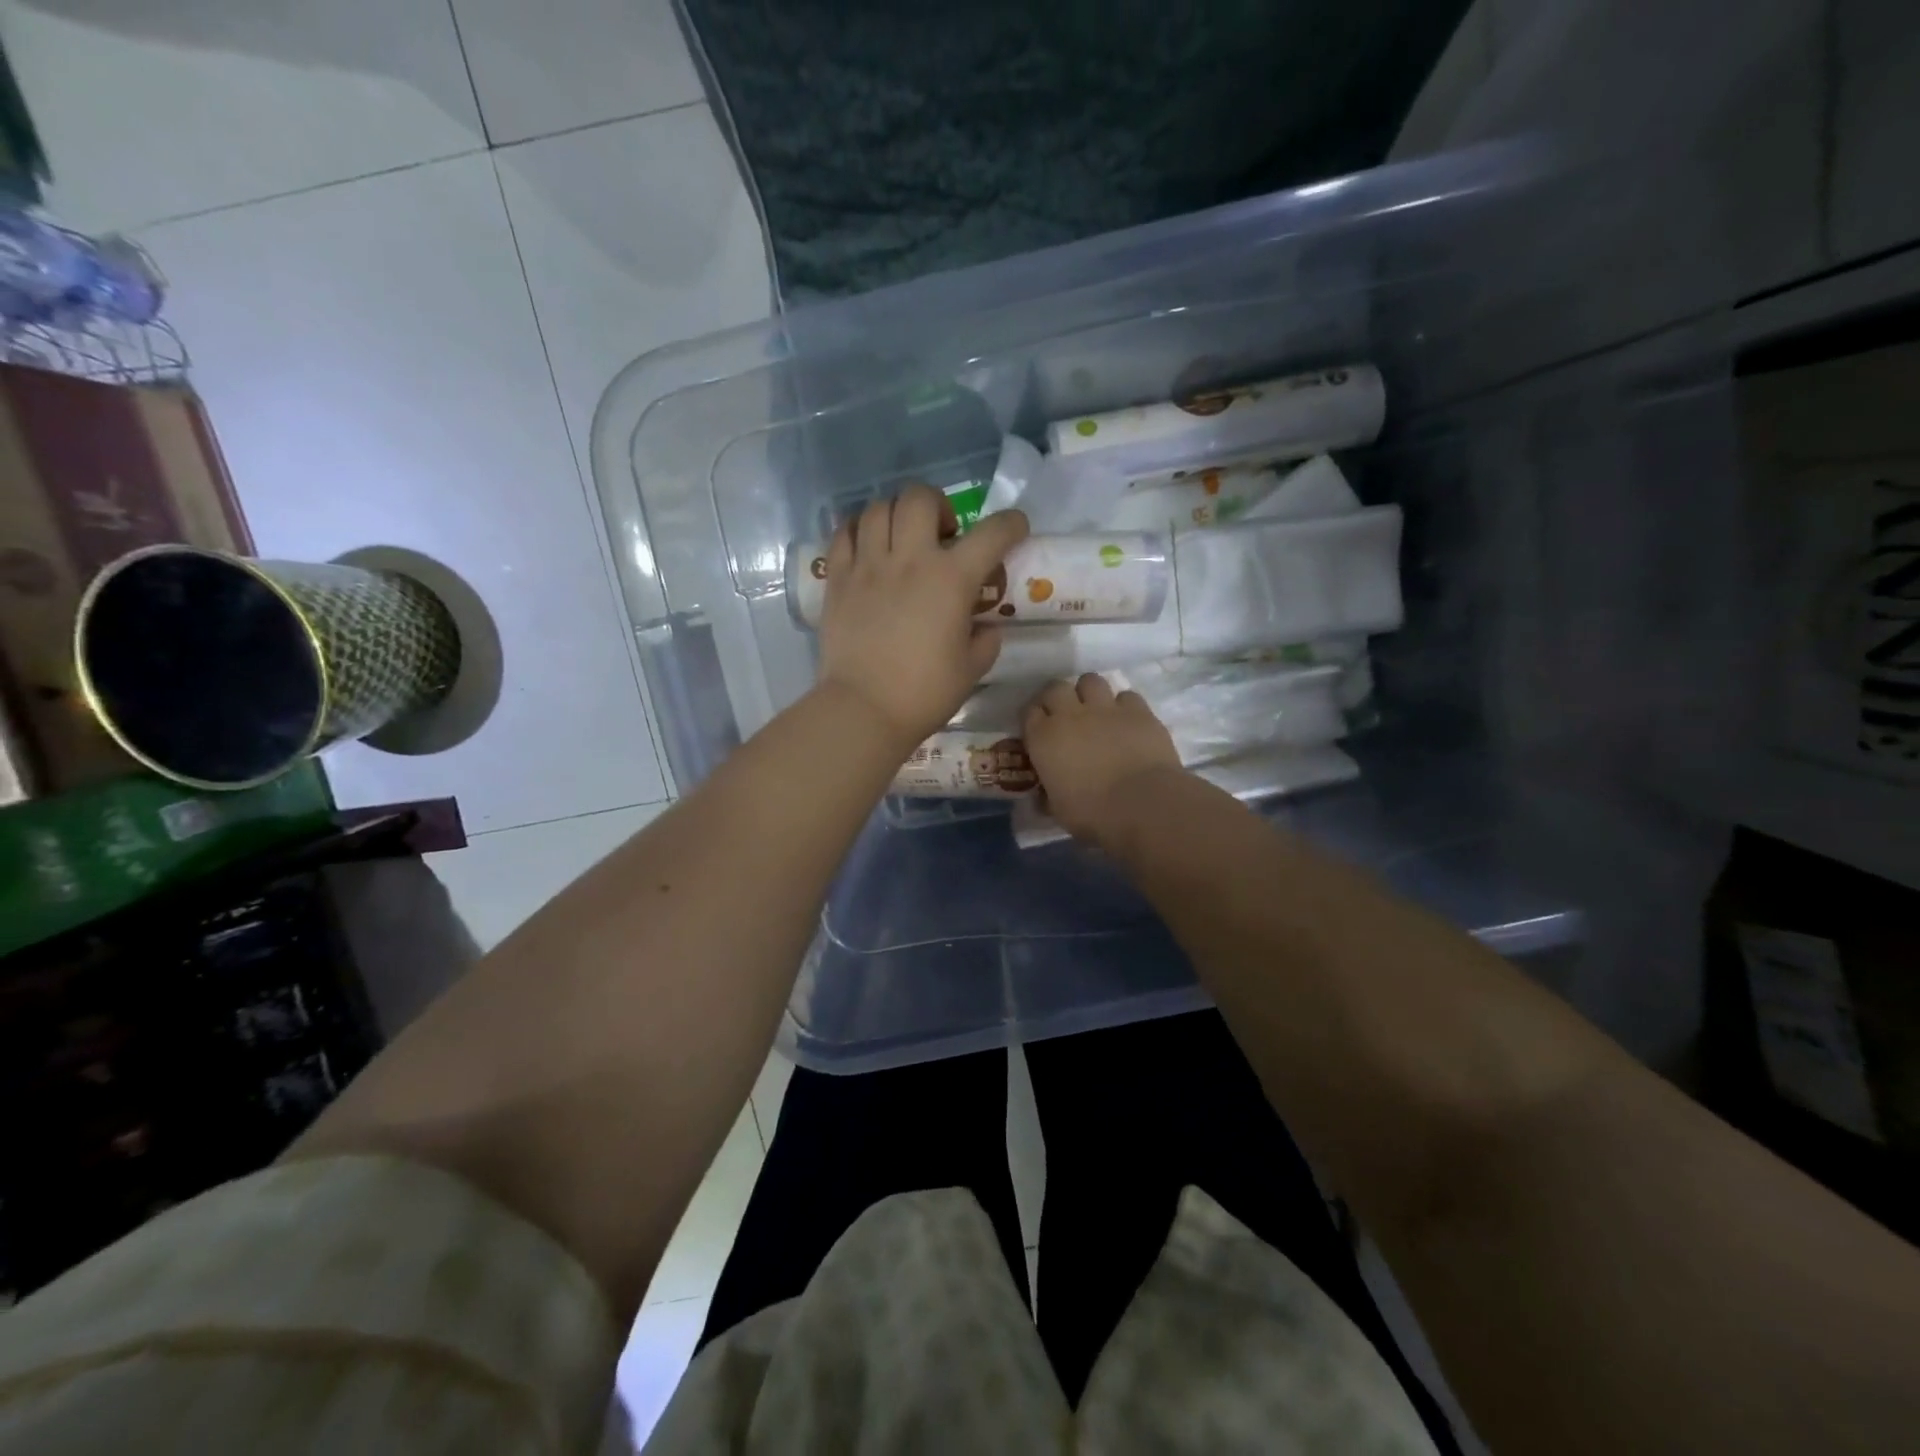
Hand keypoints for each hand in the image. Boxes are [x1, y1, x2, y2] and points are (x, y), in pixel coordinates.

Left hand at [815, 485, 1029, 746]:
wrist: (864, 709)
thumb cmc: (924, 693)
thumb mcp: (972, 669)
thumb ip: (985, 639)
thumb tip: (984, 625)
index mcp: (951, 579)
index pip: (991, 533)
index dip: (1010, 524)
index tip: (1015, 529)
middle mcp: (909, 560)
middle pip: (920, 497)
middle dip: (938, 505)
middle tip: (942, 533)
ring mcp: (868, 566)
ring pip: (878, 508)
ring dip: (896, 514)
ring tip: (901, 539)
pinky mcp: (838, 579)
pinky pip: (844, 533)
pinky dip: (859, 531)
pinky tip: (868, 549)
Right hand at [1023, 673, 1182, 846]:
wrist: (1143, 805)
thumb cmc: (1093, 814)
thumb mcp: (1058, 810)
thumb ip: (1048, 796)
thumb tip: (1043, 797)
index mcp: (1044, 737)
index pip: (1029, 712)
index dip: (1034, 719)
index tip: (1039, 730)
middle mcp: (1070, 714)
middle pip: (1056, 687)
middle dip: (1058, 698)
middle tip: (1065, 715)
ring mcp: (1106, 708)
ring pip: (1091, 680)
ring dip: (1090, 693)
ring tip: (1096, 711)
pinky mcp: (1139, 711)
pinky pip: (1126, 696)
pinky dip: (1124, 706)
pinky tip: (1127, 722)